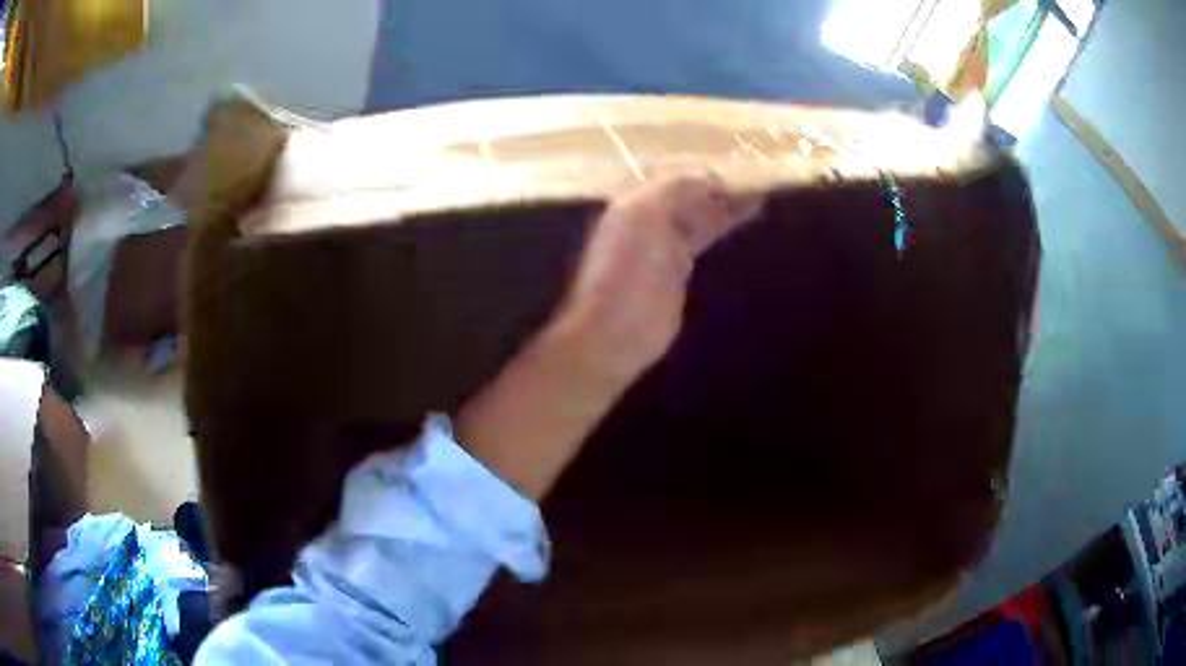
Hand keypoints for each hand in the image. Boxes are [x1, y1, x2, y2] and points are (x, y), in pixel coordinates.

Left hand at [457, 173, 760, 499]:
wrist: (614, 333)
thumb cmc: (626, 271)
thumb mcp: (645, 217)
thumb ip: (675, 190)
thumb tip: (711, 178)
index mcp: (635, 201)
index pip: (678, 177)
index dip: (709, 173)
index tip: (746, 172)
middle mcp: (648, 217)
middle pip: (691, 194)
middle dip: (721, 187)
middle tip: (760, 183)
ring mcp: (663, 244)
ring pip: (699, 215)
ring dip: (726, 206)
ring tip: (760, 199)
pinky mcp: (677, 271)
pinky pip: (702, 240)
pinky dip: (722, 228)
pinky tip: (740, 224)